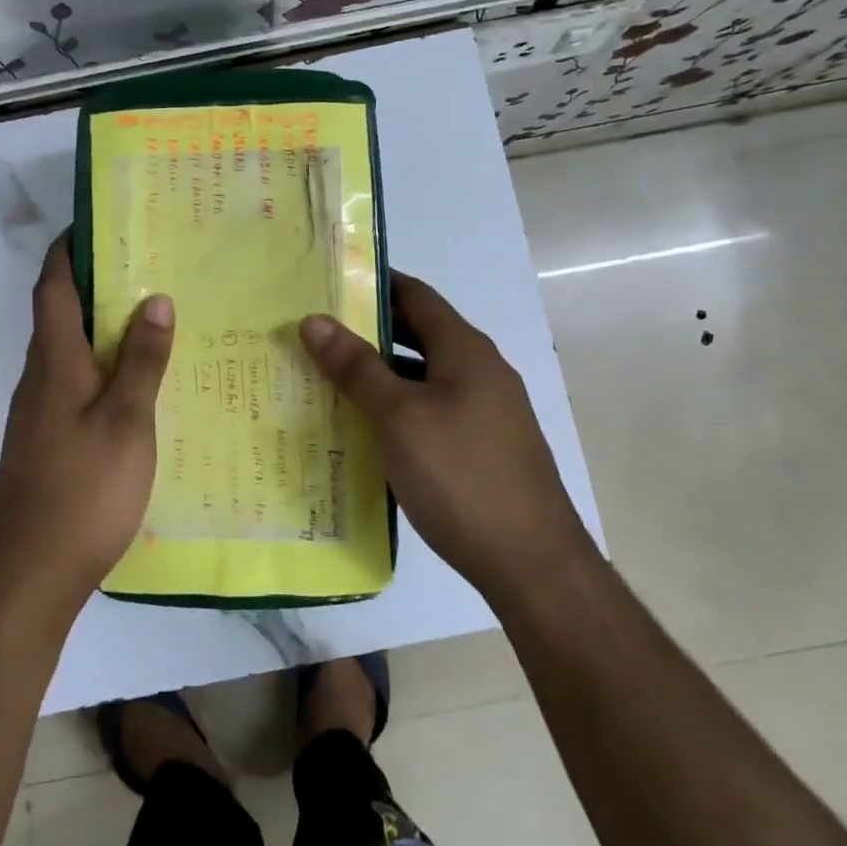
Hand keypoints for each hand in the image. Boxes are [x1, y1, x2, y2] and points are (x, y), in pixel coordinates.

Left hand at [0, 239, 174, 607]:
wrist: (31, 571)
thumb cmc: (83, 488)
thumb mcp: (126, 420)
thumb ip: (141, 360)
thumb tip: (154, 299)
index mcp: (54, 361)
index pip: (53, 287)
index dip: (69, 250)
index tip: (98, 222)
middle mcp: (40, 377)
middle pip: (61, 314)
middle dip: (96, 283)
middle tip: (148, 263)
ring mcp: (40, 411)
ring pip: (70, 350)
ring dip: (102, 326)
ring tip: (153, 313)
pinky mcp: (48, 439)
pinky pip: (76, 383)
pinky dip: (103, 366)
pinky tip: (139, 380)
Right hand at [300, 273, 590, 601]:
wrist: (532, 562)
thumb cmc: (460, 475)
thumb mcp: (399, 417)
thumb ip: (356, 366)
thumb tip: (314, 319)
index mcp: (465, 350)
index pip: (416, 295)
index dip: (374, 283)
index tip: (328, 283)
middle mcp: (481, 370)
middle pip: (420, 333)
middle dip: (370, 330)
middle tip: (317, 332)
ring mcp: (487, 410)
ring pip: (425, 376)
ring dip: (382, 373)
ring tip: (330, 379)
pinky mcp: (484, 446)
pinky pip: (433, 409)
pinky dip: (399, 408)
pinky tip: (369, 430)